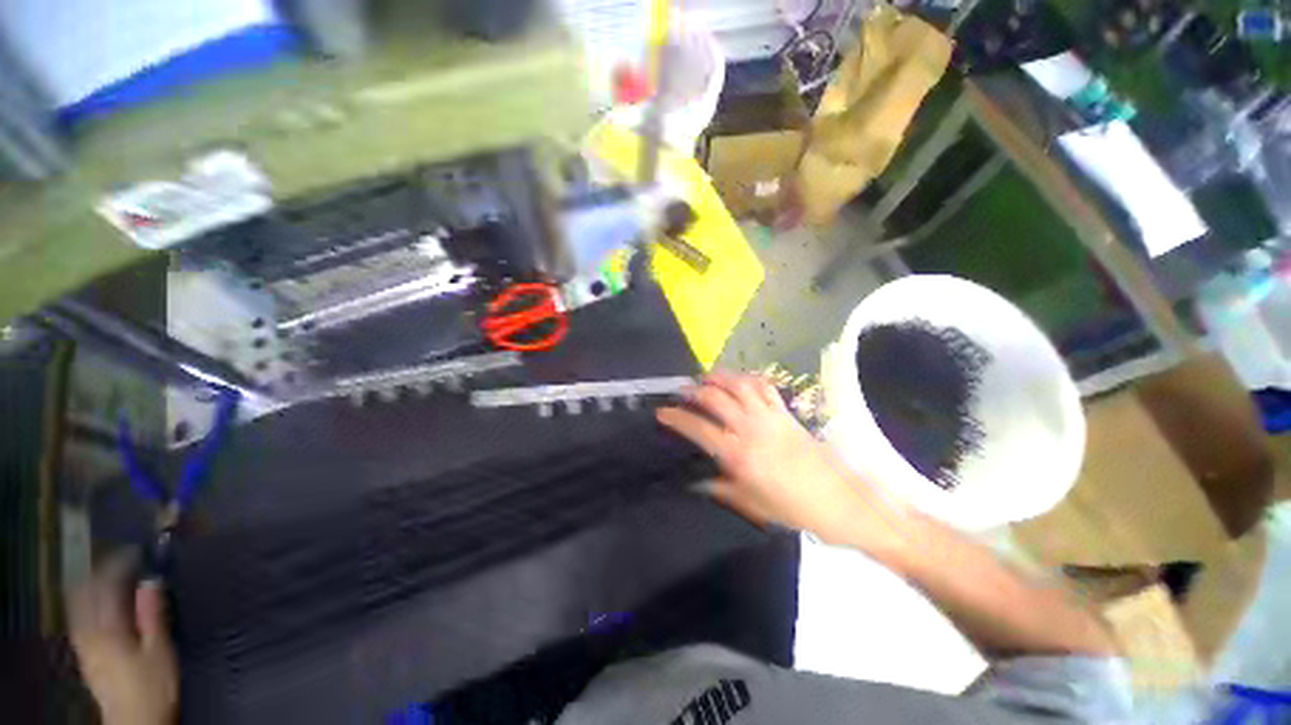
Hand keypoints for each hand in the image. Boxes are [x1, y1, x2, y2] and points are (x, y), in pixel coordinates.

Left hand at [69, 553, 177, 724]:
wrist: (136, 721)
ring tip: (110, 580)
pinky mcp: (85, 655)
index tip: (137, 552)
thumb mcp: (159, 649)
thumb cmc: (152, 683)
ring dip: (92, 589)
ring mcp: (84, 645)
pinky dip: (89, 606)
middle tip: (121, 562)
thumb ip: (152, 614)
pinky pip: (80, 621)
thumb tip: (152, 580)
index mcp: (108, 627)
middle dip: (100, 574)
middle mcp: (89, 631)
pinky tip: (100, 609)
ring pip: (79, 607)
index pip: (108, 586)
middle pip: (86, 594)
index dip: (120, 565)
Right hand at [657, 372, 905, 545]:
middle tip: (680, 392)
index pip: (697, 427)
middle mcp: (750, 428)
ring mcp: (769, 416)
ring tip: (704, 378)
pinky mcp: (785, 412)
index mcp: (738, 454)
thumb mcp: (750, 504)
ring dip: (718, 377)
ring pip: (738, 385)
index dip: (676, 417)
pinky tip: (738, 381)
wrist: (840, 502)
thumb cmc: (792, 508)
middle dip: (693, 390)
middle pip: (715, 397)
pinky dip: (746, 378)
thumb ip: (719, 488)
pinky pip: (763, 387)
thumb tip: (696, 481)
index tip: (662, 412)